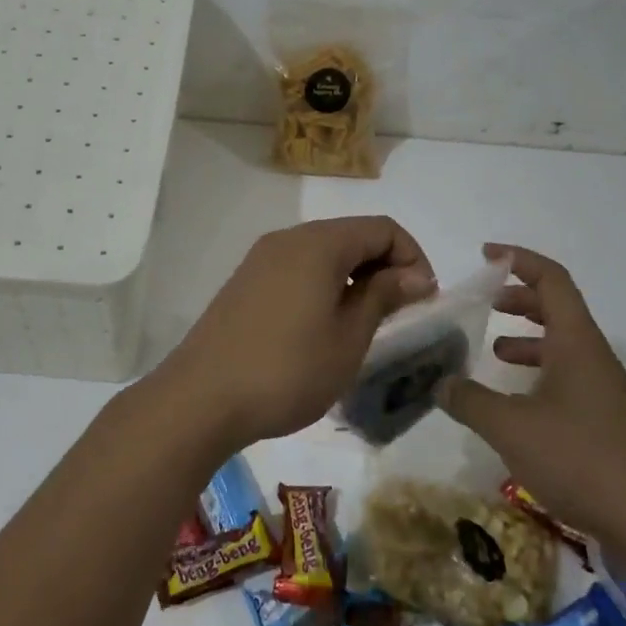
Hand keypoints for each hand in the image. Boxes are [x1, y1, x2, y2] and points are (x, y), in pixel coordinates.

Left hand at [160, 217, 436, 448]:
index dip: (413, 257)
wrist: (202, 397)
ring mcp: (261, 258)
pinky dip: (323, 284)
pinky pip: (297, 268)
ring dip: (354, 277)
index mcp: (318, 243)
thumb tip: (415, 274)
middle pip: (352, 235)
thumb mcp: (348, 337)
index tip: (424, 301)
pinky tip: (324, 326)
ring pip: (323, 252)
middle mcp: (288, 238)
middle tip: (400, 314)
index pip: (382, 228)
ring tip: (365, 324)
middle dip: (385, 266)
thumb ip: (383, 296)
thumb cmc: (287, 370)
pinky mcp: (245, 281)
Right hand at [437, 244, 625, 568]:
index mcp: (576, 343)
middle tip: (485, 304)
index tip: (486, 255)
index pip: (551, 280)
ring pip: (563, 349)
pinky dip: (539, 379)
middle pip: (558, 310)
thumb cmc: (584, 459)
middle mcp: (594, 359)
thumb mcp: (511, 427)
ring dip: (529, 342)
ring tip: (494, 353)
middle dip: (520, 299)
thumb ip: (470, 400)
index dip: (518, 259)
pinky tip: (516, 408)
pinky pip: (569, 383)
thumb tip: (440, 384)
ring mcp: (606, 394)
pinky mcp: (609, 427)